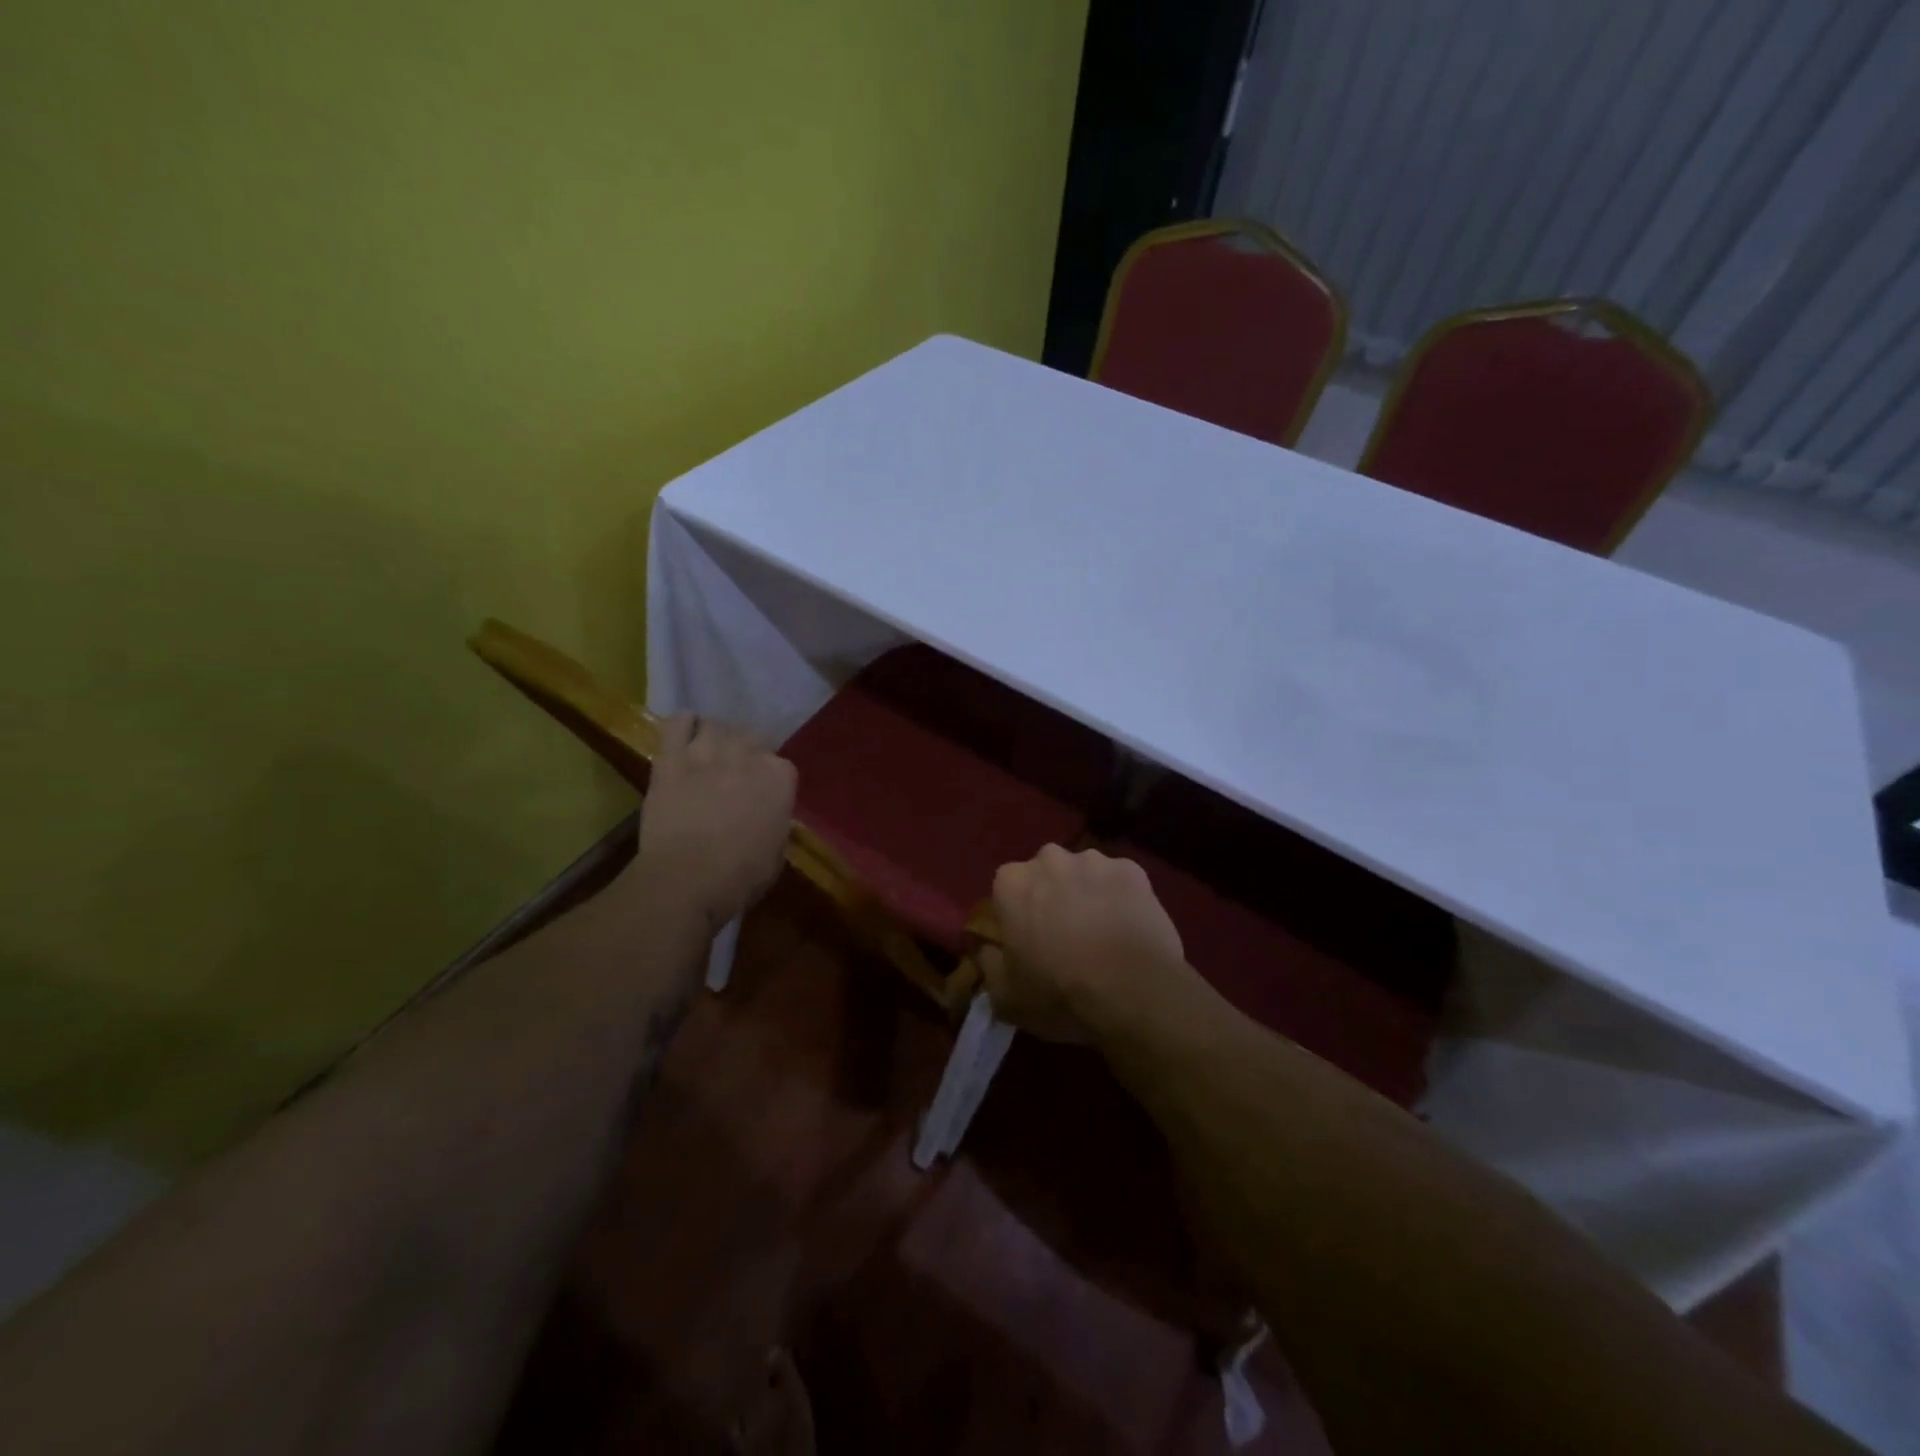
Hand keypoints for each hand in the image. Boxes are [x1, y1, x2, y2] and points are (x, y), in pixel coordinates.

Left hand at [632, 715, 796, 931]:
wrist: (686, 879)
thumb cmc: (740, 876)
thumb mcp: (776, 852)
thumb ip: (775, 822)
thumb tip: (770, 817)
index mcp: (780, 777)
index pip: (781, 765)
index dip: (769, 780)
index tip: (761, 796)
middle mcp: (747, 754)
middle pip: (749, 739)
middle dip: (744, 755)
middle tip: (734, 777)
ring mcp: (707, 752)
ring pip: (715, 726)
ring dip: (714, 739)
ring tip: (708, 756)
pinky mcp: (671, 758)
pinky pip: (677, 723)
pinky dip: (682, 724)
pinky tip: (683, 735)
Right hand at [979, 845, 1185, 1040]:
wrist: (1136, 993)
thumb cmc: (1061, 994)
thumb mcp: (1005, 998)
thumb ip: (988, 965)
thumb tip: (988, 949)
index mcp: (1011, 883)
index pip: (1006, 892)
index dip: (1017, 917)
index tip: (1028, 942)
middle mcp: (1049, 859)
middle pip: (1044, 875)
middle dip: (1051, 897)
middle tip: (1065, 937)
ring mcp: (1094, 860)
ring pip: (1083, 874)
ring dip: (1086, 894)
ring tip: (1102, 933)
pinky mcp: (1133, 869)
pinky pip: (1118, 881)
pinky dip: (1120, 898)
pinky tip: (1128, 929)